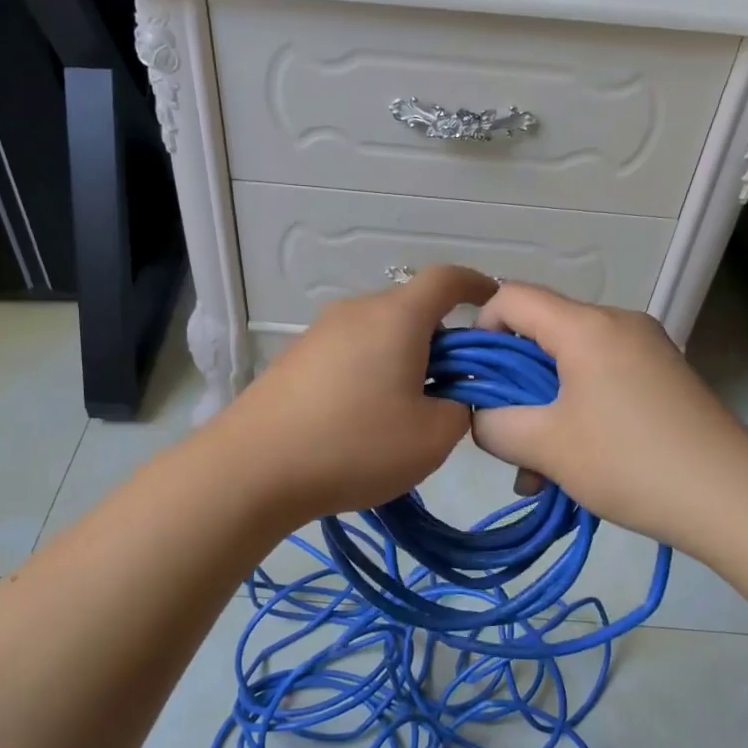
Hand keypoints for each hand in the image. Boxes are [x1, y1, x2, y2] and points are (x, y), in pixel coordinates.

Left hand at [209, 265, 501, 524]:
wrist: (254, 467)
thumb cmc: (354, 444)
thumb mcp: (431, 438)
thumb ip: (460, 409)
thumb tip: (450, 396)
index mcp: (397, 317)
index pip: (446, 279)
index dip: (476, 285)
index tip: (493, 302)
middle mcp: (357, 311)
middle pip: (412, 309)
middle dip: (442, 339)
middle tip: (455, 387)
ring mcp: (320, 333)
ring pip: (380, 333)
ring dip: (405, 359)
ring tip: (407, 410)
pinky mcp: (296, 358)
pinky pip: (350, 352)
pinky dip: (372, 371)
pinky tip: (363, 418)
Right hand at [470, 283, 747, 553]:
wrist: (734, 499)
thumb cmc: (630, 462)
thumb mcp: (546, 447)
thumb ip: (494, 425)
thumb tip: (483, 418)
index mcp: (586, 325)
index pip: (511, 296)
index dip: (479, 329)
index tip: (473, 379)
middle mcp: (617, 323)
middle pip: (541, 333)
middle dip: (511, 384)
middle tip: (503, 435)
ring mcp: (645, 349)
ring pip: (570, 365)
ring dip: (543, 409)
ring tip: (538, 472)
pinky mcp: (663, 378)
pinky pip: (601, 381)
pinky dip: (576, 413)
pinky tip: (572, 465)